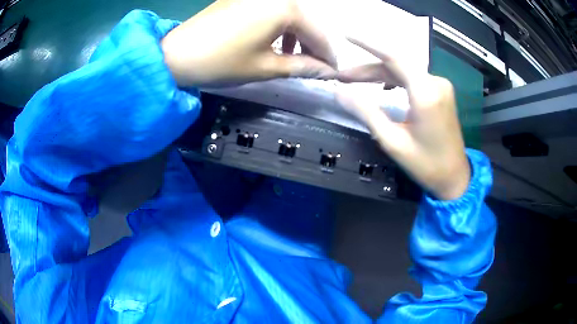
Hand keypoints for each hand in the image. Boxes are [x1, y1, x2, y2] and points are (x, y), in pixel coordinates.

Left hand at [161, 0, 337, 86]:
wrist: (177, 55)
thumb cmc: (222, 62)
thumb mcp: (266, 67)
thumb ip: (303, 67)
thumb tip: (328, 72)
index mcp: (285, 9)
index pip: (318, 33)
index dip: (328, 55)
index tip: (334, 72)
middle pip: (306, 21)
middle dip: (313, 45)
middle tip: (316, 66)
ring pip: (290, 15)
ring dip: (297, 35)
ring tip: (295, 56)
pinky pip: (272, 10)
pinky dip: (279, 26)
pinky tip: (275, 41)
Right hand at [336, 38, 469, 200]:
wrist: (455, 177)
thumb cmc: (426, 165)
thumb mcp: (393, 141)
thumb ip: (366, 112)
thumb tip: (339, 92)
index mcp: (426, 94)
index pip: (394, 56)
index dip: (368, 42)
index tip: (345, 34)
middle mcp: (436, 83)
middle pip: (397, 64)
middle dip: (368, 68)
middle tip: (342, 76)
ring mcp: (441, 86)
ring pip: (404, 70)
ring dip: (380, 74)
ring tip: (355, 81)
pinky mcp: (441, 92)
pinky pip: (413, 78)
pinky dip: (394, 79)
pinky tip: (381, 85)